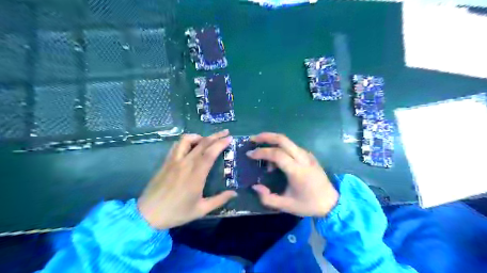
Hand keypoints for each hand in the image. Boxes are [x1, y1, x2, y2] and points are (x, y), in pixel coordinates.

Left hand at [136, 129, 237, 227]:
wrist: (147, 215)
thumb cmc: (176, 213)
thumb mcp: (201, 210)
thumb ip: (219, 200)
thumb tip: (234, 193)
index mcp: (196, 175)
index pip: (210, 153)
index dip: (221, 143)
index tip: (230, 138)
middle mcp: (185, 164)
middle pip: (202, 143)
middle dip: (216, 136)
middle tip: (226, 133)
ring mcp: (174, 161)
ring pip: (187, 140)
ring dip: (199, 136)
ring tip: (207, 139)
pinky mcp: (166, 162)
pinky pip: (176, 145)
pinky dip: (186, 141)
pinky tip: (190, 145)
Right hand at [249, 132, 336, 216]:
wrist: (332, 202)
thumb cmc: (308, 204)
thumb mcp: (286, 206)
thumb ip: (267, 198)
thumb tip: (255, 186)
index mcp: (297, 171)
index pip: (277, 154)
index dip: (261, 152)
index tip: (249, 154)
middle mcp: (303, 158)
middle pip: (283, 139)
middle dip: (266, 136)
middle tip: (253, 139)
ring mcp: (307, 155)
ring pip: (288, 141)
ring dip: (273, 142)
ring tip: (262, 153)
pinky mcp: (309, 156)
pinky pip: (292, 147)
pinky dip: (281, 148)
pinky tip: (276, 159)